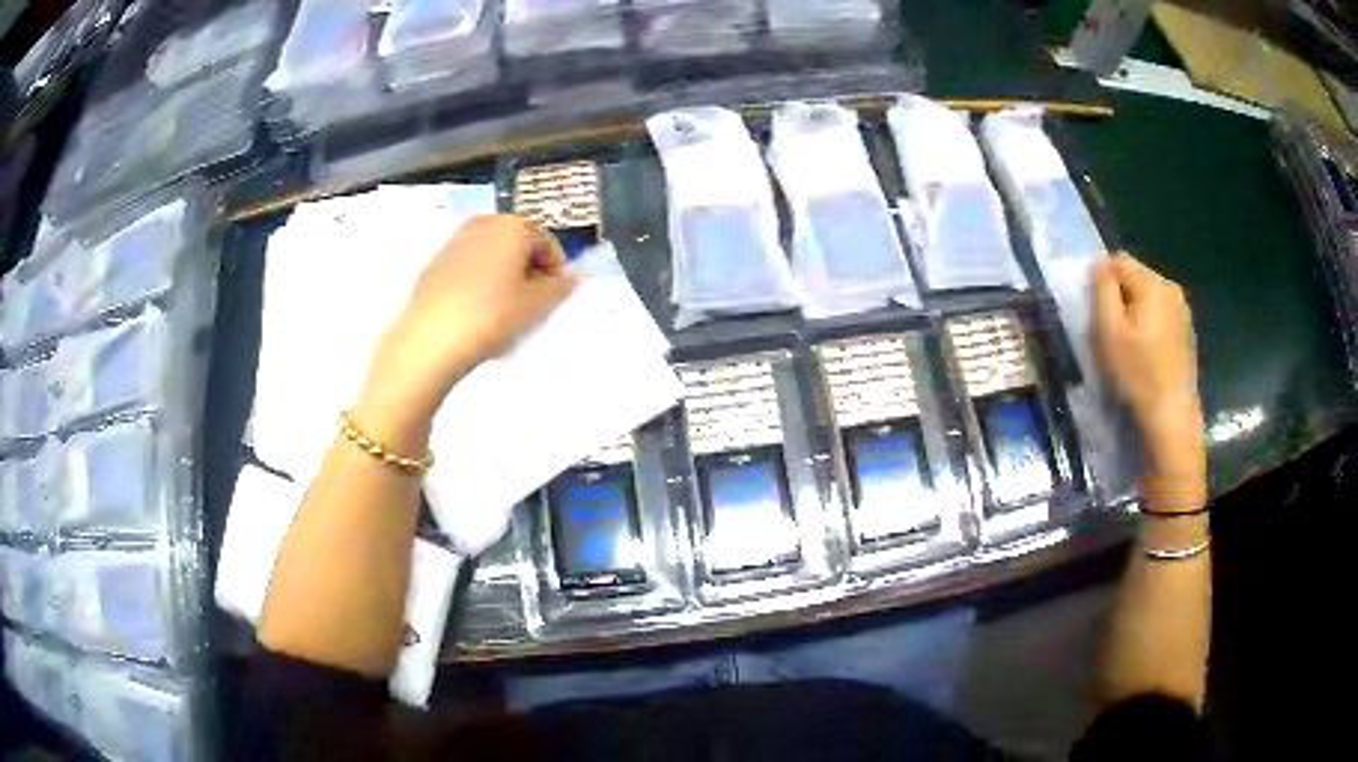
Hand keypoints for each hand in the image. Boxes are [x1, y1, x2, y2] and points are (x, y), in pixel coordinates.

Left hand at [359, 216, 578, 430]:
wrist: (429, 340)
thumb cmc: (490, 317)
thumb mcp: (535, 306)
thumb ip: (559, 288)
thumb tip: (570, 278)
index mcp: (513, 227)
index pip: (547, 242)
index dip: (556, 268)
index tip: (555, 296)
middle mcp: (484, 224)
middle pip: (517, 241)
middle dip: (528, 267)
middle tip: (530, 301)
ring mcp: (456, 241)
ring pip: (491, 252)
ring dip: (503, 272)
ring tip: (503, 306)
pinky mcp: (435, 262)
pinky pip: (469, 264)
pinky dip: (479, 278)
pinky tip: (476, 308)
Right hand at [1093, 253, 1204, 487]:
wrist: (1171, 416)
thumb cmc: (1137, 373)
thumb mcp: (1109, 331)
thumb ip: (1103, 289)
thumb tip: (1100, 265)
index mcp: (1153, 283)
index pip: (1118, 261)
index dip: (1102, 283)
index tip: (1098, 315)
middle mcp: (1171, 288)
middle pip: (1135, 276)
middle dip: (1120, 296)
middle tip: (1113, 333)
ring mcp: (1182, 310)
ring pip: (1148, 296)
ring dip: (1135, 311)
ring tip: (1130, 345)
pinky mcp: (1186, 330)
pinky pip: (1160, 313)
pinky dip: (1149, 325)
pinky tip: (1147, 353)